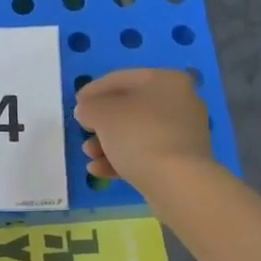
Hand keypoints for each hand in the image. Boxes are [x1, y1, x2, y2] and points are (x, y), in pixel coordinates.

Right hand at [73, 68, 212, 192]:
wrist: (178, 182)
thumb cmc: (138, 135)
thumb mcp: (102, 114)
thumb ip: (89, 107)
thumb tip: (88, 111)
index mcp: (166, 80)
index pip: (121, 79)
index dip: (94, 90)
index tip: (76, 103)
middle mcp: (180, 101)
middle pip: (130, 108)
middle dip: (102, 122)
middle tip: (84, 131)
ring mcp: (184, 133)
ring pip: (137, 133)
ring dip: (109, 143)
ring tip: (89, 155)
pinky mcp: (183, 160)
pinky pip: (148, 153)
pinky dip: (123, 159)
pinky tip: (99, 170)